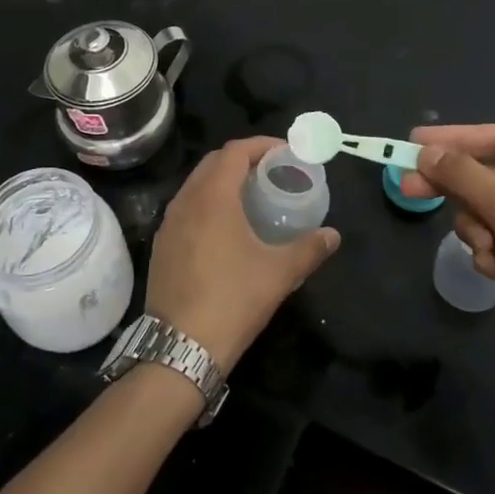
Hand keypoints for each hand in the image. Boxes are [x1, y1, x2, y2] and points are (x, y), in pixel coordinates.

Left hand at [146, 137, 340, 370]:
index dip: (261, 146)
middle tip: (272, 171)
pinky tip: (226, 227)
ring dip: (223, 181)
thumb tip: (333, 235)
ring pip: (196, 185)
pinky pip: (186, 208)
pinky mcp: (162, 245)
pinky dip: (207, 202)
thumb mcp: (279, 273)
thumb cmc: (233, 300)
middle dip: (242, 159)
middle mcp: (185, 201)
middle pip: (213, 163)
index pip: (235, 151)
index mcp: (213, 197)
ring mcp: (168, 223)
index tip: (286, 153)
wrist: (180, 347)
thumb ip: (309, 249)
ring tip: (251, 195)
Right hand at [402, 124, 494, 359]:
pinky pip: (493, 240)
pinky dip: (492, 255)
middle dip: (454, 188)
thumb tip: (425, 152)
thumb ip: (463, 175)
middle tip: (409, 188)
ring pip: (484, 212)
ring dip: (479, 231)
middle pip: (487, 176)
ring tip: (490, 249)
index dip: (454, 137)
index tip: (414, 141)